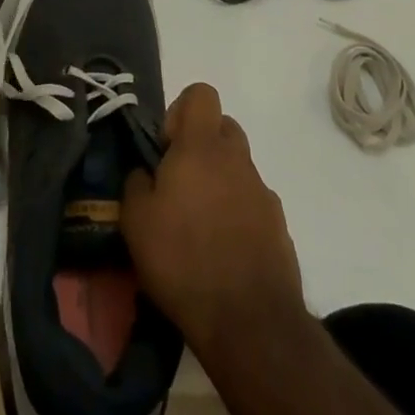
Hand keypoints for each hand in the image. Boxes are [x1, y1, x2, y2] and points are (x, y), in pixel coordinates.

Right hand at [122, 83, 305, 356]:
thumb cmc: (183, 260)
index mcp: (202, 147)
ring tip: (197, 226)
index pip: (201, 94)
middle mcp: (236, 158)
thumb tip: (145, 173)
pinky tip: (221, 252)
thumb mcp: (136, 222)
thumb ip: (136, 184)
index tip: (165, 148)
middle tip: (178, 184)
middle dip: (200, 145)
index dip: (180, 111)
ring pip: (237, 167)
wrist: (250, 321)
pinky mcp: (278, 224)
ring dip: (218, 182)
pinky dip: (237, 214)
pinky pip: (252, 202)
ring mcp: (262, 190)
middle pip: (222, 127)